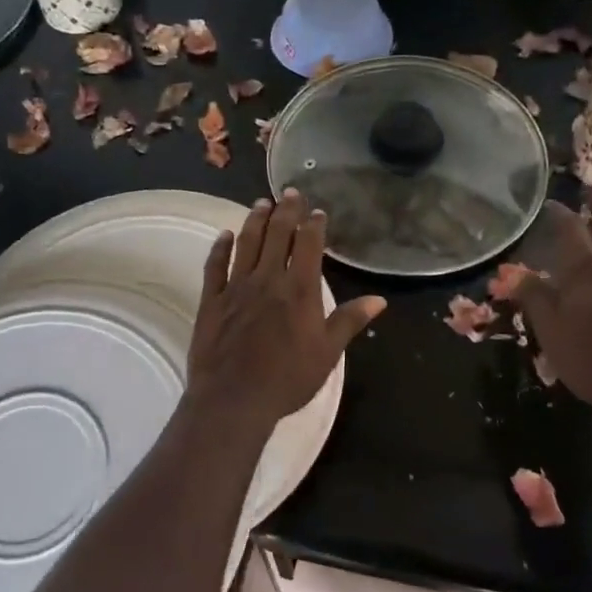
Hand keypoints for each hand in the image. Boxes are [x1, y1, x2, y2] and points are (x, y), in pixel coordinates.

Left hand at [187, 191, 385, 430]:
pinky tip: (224, 235)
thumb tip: (379, 299)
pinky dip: (220, 247)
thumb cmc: (287, 379)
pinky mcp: (212, 300)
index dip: (313, 224)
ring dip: (254, 220)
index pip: (307, 244)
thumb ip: (349, 321)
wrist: (234, 399)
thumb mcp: (327, 353)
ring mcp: (236, 287)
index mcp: (299, 289)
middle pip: (276, 235)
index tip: (316, 211)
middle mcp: (267, 279)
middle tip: (288, 193)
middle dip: (285, 211)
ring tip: (261, 203)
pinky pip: (215, 266)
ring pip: (246, 243)